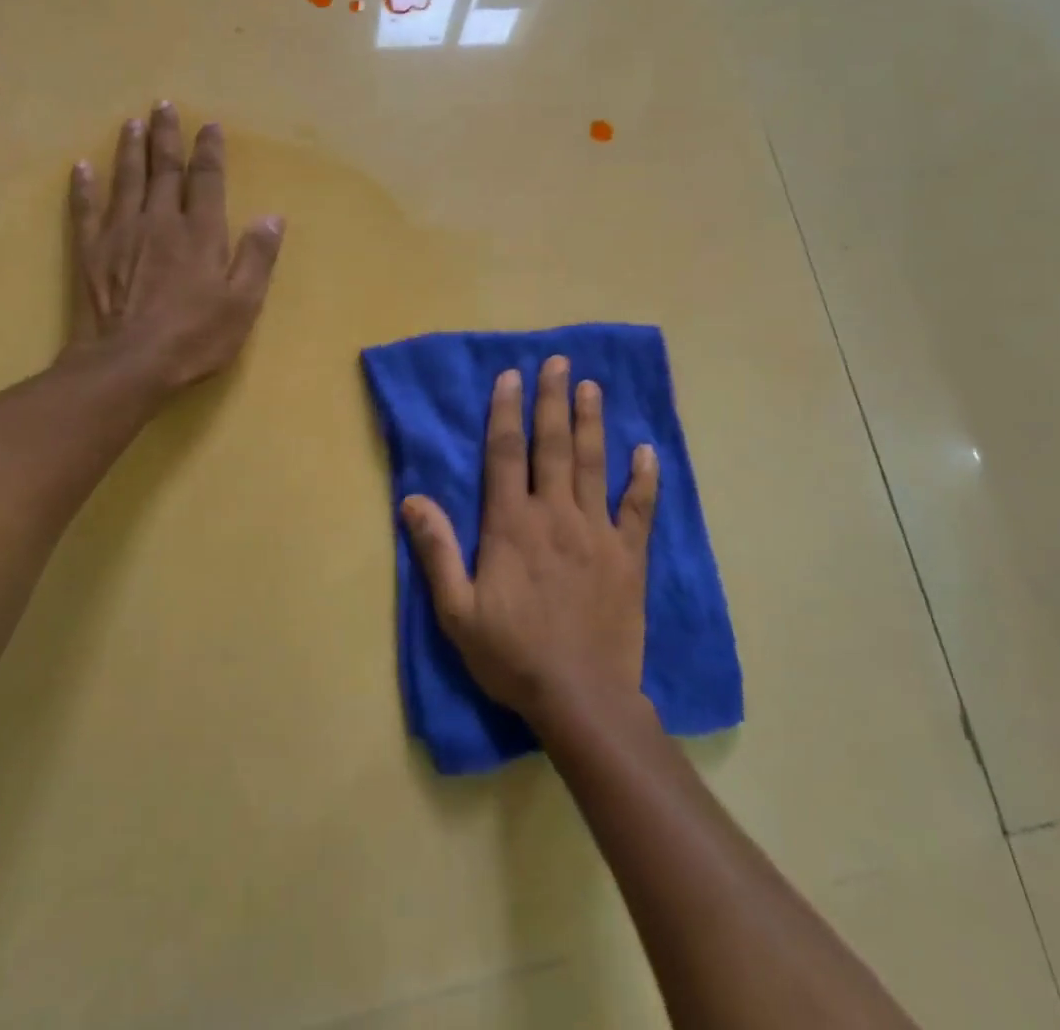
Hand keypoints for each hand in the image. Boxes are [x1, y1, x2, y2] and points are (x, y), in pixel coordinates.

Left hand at [63, 103, 283, 392]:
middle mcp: (161, 221)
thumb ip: (257, 257)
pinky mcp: (91, 251)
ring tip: (131, 123)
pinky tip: (82, 167)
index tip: (209, 125)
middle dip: (166, 136)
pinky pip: (86, 209)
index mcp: (201, 232)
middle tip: (163, 105)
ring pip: (127, 179)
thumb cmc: (195, 337)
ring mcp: (121, 233)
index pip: (207, 180)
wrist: (129, 363)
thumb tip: (271, 217)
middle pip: (164, 169)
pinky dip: (84, 186)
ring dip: (130, 149)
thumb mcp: (243, 303)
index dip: (209, 151)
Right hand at [403, 356, 659, 726]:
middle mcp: (555, 515)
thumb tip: (413, 499)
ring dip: (591, 422)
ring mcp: (597, 532)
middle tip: (558, 363)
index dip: (506, 412)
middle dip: (553, 400)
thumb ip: (437, 550)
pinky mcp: (628, 555)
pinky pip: (639, 507)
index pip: (507, 454)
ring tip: (591, 387)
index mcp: (512, 525)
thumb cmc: (512, 654)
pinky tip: (646, 450)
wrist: (581, 697)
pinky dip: (643, 477)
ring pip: (593, 464)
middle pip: (553, 445)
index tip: (510, 377)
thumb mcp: (457, 611)